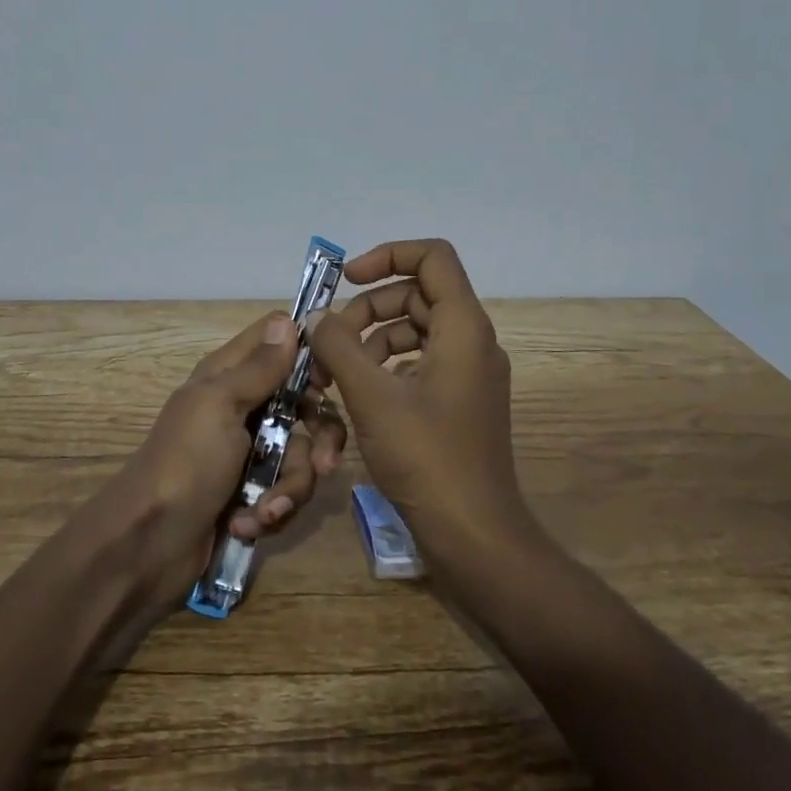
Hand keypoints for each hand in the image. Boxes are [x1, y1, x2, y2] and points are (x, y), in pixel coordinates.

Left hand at [97, 311, 347, 598]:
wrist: (147, 545)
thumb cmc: (185, 463)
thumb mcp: (221, 405)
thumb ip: (259, 367)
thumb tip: (288, 321)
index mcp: (230, 376)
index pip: (278, 341)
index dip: (308, 355)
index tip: (327, 382)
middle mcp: (244, 408)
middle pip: (305, 405)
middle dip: (320, 437)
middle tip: (324, 463)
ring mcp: (249, 453)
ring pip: (301, 455)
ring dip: (289, 487)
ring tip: (265, 510)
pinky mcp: (252, 493)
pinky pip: (285, 492)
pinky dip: (270, 511)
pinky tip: (247, 524)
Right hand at [304, 239, 528, 565]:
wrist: (474, 535)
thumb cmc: (426, 458)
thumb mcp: (372, 396)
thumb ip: (339, 347)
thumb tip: (317, 318)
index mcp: (463, 327)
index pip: (432, 256)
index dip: (388, 255)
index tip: (346, 280)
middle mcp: (472, 341)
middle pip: (415, 296)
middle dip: (365, 312)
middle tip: (326, 345)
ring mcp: (468, 373)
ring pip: (413, 332)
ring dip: (369, 343)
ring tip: (332, 376)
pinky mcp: (458, 402)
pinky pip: (419, 364)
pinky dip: (385, 369)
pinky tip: (359, 397)